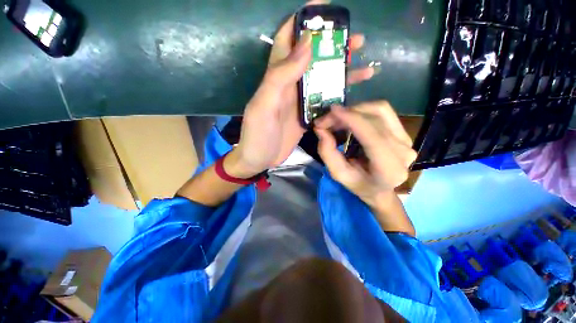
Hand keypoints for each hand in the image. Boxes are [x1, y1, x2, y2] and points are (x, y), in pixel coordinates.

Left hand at [227, 1, 373, 177]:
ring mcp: (300, 101)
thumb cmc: (257, 134)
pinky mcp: (307, 116)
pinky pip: (324, 101)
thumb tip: (306, 43)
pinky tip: (352, 92)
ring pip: (322, 79)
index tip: (325, 8)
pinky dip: (338, 95)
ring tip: (364, 63)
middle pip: (312, 58)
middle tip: (356, 40)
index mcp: (277, 77)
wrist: (260, 159)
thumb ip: (280, 76)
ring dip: (341, 70)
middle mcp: (290, 85)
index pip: (288, 40)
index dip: (303, 20)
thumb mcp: (264, 105)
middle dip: (333, 46)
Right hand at [314, 102, 416, 207]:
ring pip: (380, 110)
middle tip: (326, 120)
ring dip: (354, 110)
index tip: (331, 111)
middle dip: (346, 114)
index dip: (352, 119)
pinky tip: (351, 117)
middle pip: (375, 119)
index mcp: (389, 169)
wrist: (380, 188)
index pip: (372, 137)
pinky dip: (363, 110)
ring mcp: (406, 139)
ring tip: (337, 118)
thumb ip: (328, 153)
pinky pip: (383, 112)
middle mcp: (403, 151)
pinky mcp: (403, 132)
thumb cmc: (359, 185)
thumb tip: (321, 129)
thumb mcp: (338, 174)